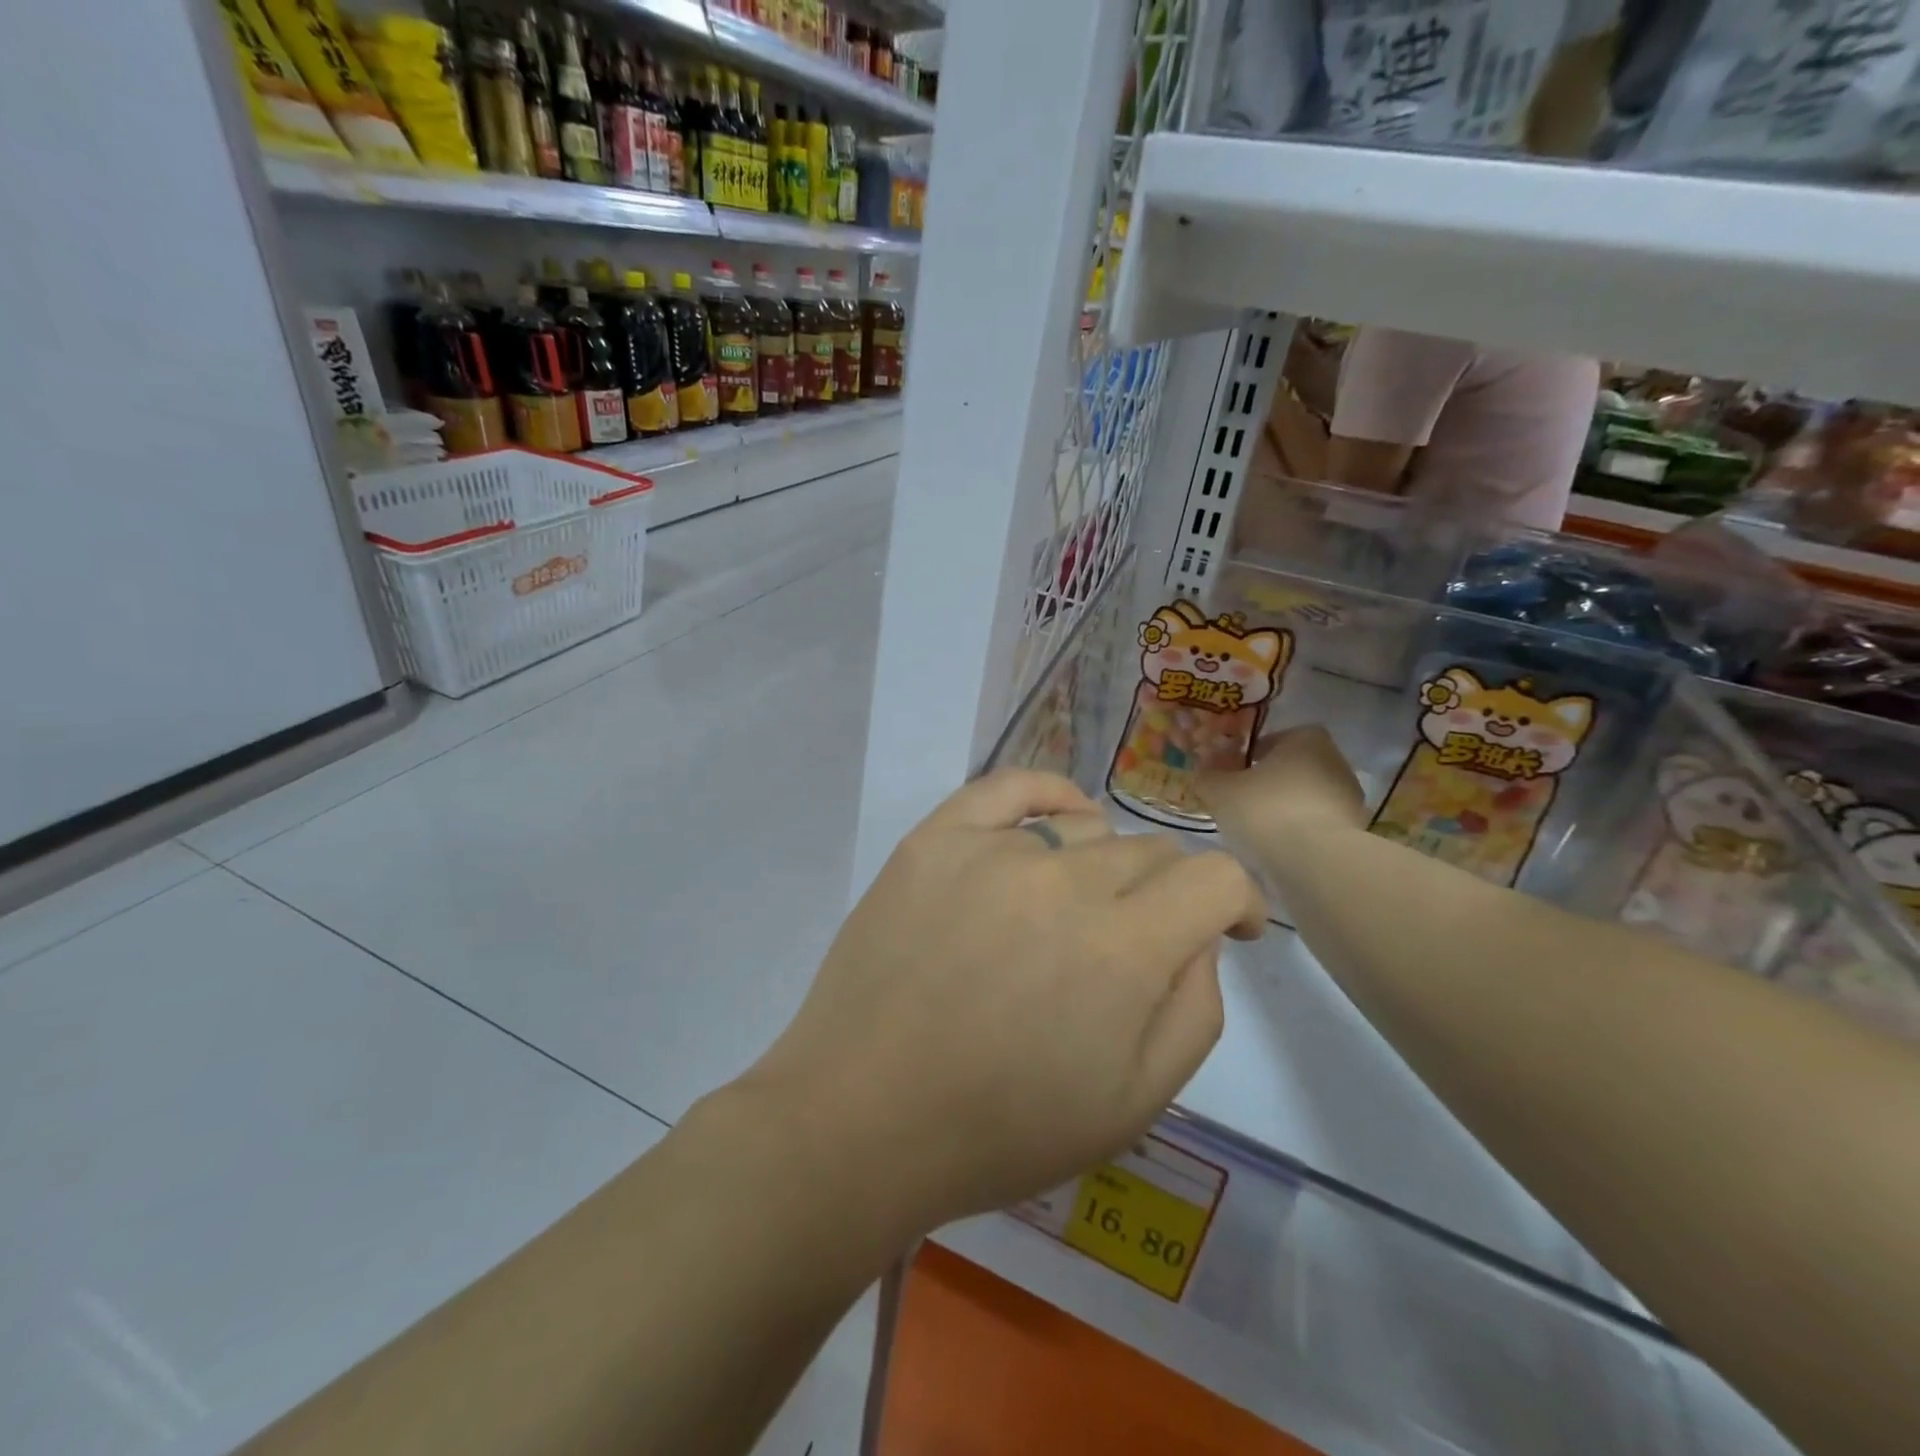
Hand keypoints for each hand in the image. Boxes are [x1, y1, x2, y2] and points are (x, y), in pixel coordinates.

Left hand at [738, 770, 1265, 1238]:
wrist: (861, 1118)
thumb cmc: (1000, 1130)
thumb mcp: (1133, 1105)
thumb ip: (1194, 1011)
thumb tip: (1200, 938)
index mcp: (1123, 950)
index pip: (1214, 877)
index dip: (1236, 901)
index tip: (1228, 929)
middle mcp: (1064, 880)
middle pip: (1148, 852)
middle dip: (1164, 895)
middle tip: (1133, 943)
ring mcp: (992, 850)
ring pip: (1084, 829)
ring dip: (1100, 867)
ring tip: (1073, 911)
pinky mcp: (934, 839)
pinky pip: (1007, 787)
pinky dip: (1048, 794)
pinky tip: (1058, 818)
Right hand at [1199, 725, 1367, 873]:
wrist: (1315, 861)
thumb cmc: (1265, 810)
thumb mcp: (1220, 790)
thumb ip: (1208, 775)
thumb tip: (1203, 770)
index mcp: (1306, 739)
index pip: (1275, 738)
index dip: (1252, 755)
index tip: (1234, 773)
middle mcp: (1335, 760)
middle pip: (1293, 767)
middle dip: (1269, 782)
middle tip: (1241, 801)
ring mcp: (1350, 797)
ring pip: (1306, 797)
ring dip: (1285, 808)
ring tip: (1258, 830)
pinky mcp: (1355, 831)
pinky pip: (1318, 823)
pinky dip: (1300, 831)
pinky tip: (1280, 848)